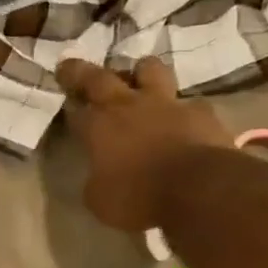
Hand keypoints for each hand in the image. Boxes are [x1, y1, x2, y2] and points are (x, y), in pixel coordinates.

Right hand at [57, 56, 232, 230]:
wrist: (198, 189)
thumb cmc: (139, 197)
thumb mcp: (101, 201)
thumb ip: (97, 182)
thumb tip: (99, 177)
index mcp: (100, 127)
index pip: (77, 112)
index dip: (69, 107)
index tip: (66, 104)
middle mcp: (130, 105)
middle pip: (101, 78)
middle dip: (82, 72)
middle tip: (71, 66)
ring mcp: (168, 104)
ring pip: (151, 69)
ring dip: (142, 72)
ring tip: (140, 78)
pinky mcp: (201, 112)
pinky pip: (190, 103)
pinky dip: (184, 110)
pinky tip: (186, 120)